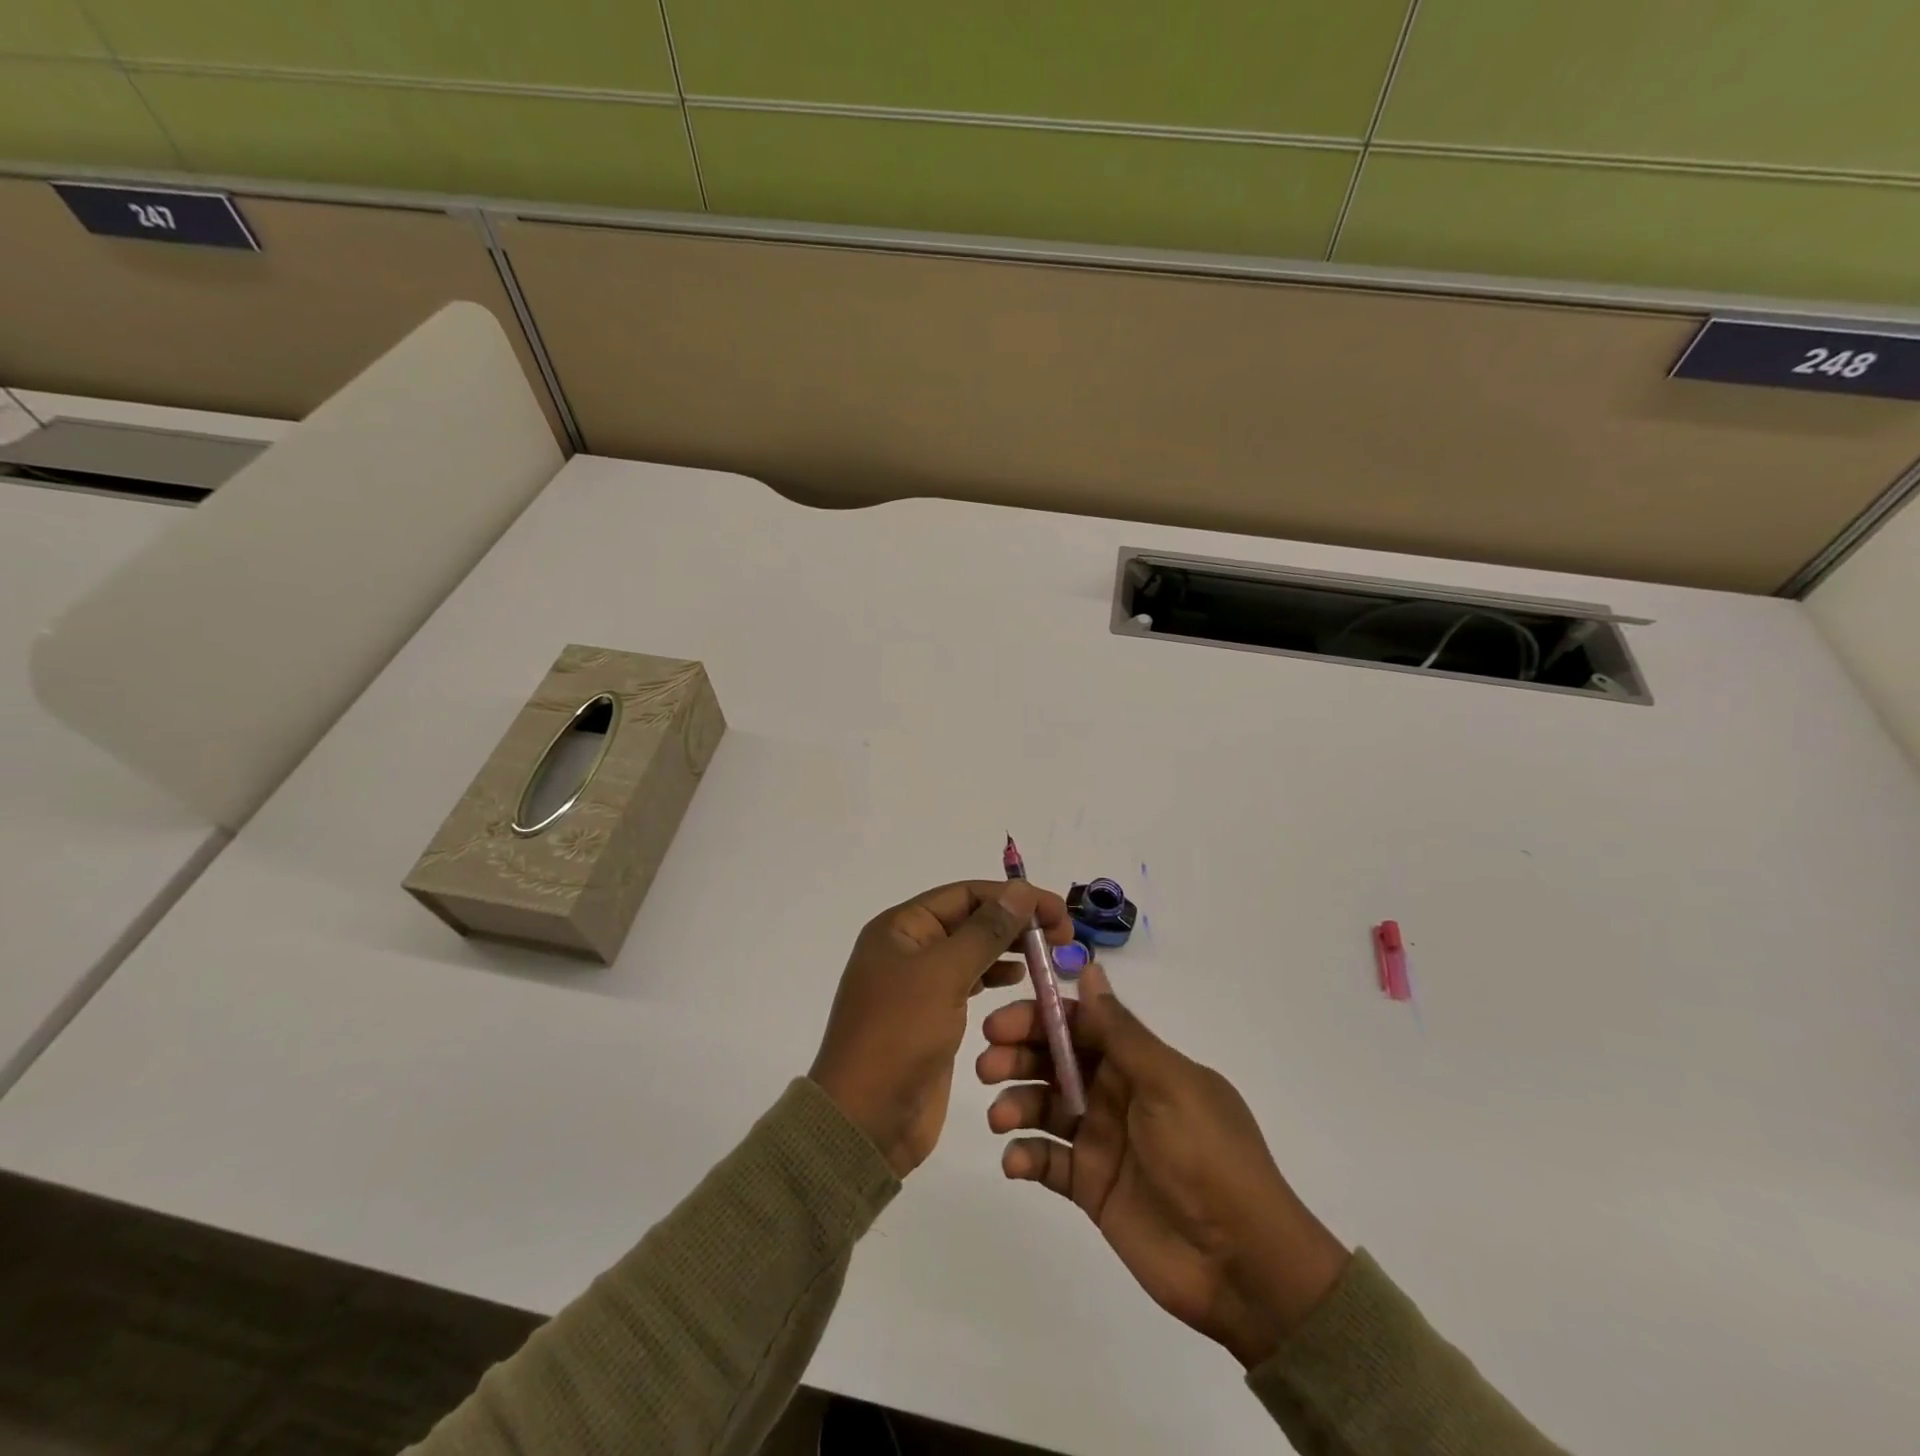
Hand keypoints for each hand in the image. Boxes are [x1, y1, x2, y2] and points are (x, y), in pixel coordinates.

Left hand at [811, 880, 1071, 1176]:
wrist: (865, 1121)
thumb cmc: (899, 1036)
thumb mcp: (943, 975)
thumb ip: (985, 931)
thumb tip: (1020, 889)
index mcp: (901, 927)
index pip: (965, 894)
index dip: (1012, 897)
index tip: (1057, 910)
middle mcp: (908, 947)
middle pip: (970, 919)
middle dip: (1015, 921)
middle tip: (1062, 935)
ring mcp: (919, 984)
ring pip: (972, 951)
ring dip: (1009, 948)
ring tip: (1048, 955)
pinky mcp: (932, 1016)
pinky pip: (969, 982)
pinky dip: (996, 976)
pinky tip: (1020, 979)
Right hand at [977, 963, 1349, 1367]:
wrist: (1243, 1264)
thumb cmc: (1208, 1156)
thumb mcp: (1168, 1083)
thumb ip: (1122, 1031)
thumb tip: (1090, 967)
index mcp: (1138, 1062)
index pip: (1079, 1024)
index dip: (1039, 1018)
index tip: (1000, 1022)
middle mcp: (1115, 1092)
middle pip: (1054, 1061)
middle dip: (1018, 1056)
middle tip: (988, 1065)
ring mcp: (1100, 1139)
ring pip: (1043, 1106)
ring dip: (1015, 1103)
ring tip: (1001, 1117)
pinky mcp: (1089, 1185)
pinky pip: (1046, 1160)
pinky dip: (1025, 1156)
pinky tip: (1016, 1162)